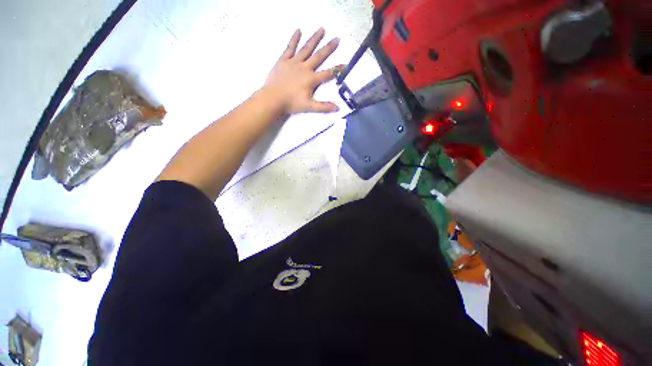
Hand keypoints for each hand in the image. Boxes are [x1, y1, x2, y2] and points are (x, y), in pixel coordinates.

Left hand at [263, 28, 342, 114]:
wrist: (273, 98)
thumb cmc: (291, 103)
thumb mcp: (309, 107)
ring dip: (314, 39)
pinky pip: (290, 47)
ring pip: (306, 49)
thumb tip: (338, 108)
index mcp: (311, 79)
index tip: (346, 64)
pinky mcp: (283, 60)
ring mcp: (293, 62)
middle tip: (337, 39)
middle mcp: (304, 68)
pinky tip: (298, 30)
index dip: (337, 70)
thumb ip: (324, 107)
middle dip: (328, 48)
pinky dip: (294, 39)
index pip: (327, 74)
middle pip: (319, 56)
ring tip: (322, 29)